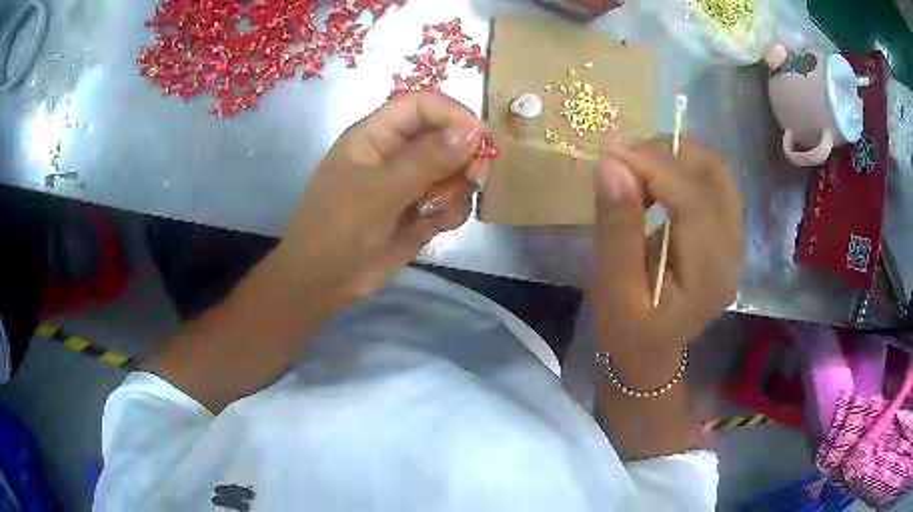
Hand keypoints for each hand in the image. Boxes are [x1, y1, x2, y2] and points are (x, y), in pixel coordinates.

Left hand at [270, 91, 489, 309]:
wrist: (323, 281)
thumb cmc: (339, 228)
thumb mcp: (380, 191)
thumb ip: (428, 159)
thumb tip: (474, 131)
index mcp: (376, 134)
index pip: (422, 105)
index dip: (453, 114)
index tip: (481, 138)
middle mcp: (396, 152)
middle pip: (445, 136)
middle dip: (463, 156)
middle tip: (474, 178)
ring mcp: (409, 183)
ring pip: (454, 171)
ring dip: (455, 189)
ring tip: (435, 211)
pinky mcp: (420, 211)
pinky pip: (451, 201)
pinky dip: (450, 212)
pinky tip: (433, 226)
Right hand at [589, 137, 740, 368]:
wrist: (651, 352)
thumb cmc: (627, 332)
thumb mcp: (614, 291)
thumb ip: (617, 229)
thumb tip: (612, 165)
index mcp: (708, 276)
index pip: (692, 200)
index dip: (653, 167)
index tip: (610, 155)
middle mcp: (732, 252)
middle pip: (713, 175)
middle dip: (666, 155)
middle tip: (623, 163)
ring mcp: (734, 241)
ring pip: (716, 172)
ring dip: (676, 157)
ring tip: (637, 171)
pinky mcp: (726, 233)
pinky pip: (712, 182)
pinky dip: (682, 168)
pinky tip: (655, 182)